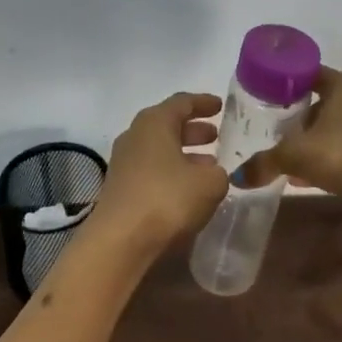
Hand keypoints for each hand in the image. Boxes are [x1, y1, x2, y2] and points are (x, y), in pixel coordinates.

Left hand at [93, 92, 229, 255]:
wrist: (121, 239)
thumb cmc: (167, 198)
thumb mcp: (209, 184)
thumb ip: (219, 173)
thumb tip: (214, 173)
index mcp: (155, 122)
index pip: (182, 102)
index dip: (203, 103)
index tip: (220, 106)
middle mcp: (135, 135)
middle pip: (168, 124)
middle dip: (194, 130)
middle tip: (216, 136)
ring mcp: (124, 161)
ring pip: (160, 148)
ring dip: (184, 153)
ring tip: (209, 165)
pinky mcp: (121, 186)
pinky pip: (152, 169)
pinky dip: (172, 171)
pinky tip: (189, 187)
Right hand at [267, 66, 341, 203]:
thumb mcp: (294, 155)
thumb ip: (265, 162)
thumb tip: (239, 177)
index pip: (312, 73)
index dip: (290, 82)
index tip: (270, 95)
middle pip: (325, 101)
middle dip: (302, 116)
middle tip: (278, 130)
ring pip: (339, 127)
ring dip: (318, 140)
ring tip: (294, 158)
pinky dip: (333, 157)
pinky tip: (314, 177)